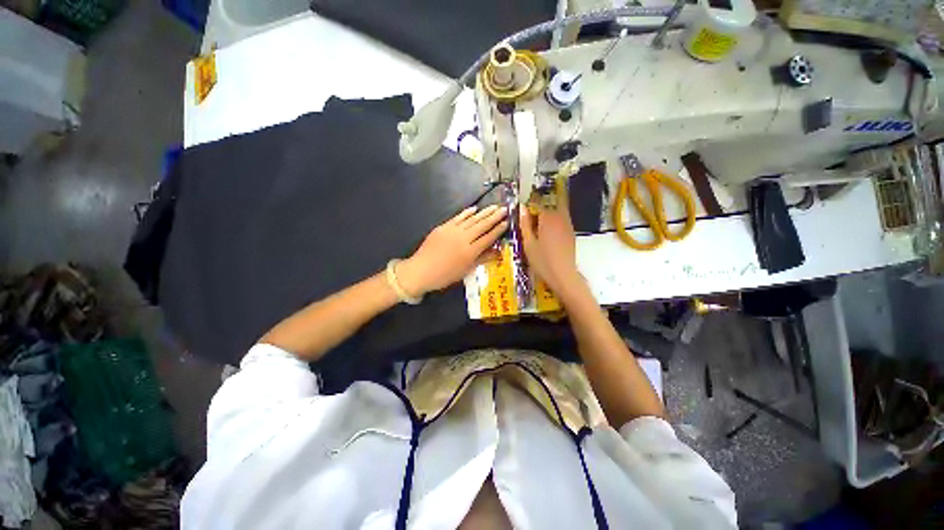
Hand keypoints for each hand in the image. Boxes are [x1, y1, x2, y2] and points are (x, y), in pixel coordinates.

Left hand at [397, 205, 507, 296]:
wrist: (420, 270)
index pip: (488, 238)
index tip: (507, 222)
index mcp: (470, 252)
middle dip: (494, 217)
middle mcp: (463, 238)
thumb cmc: (444, 275)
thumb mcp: (465, 271)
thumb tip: (496, 252)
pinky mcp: (443, 227)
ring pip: (472, 219)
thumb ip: (481, 259)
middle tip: (504, 209)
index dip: (498, 230)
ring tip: (494, 207)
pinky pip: (458, 217)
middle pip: (482, 225)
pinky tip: (474, 208)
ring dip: (484, 212)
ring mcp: (453, 231)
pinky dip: (466, 213)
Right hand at [520, 207, 580, 295]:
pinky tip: (546, 236)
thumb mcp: (528, 243)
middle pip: (549, 205)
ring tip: (537, 229)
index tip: (522, 216)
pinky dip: (553, 223)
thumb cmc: (542, 261)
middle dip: (538, 210)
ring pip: (556, 212)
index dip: (529, 208)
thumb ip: (525, 224)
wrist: (563, 275)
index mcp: (548, 218)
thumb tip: (521, 207)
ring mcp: (567, 224)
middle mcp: (560, 217)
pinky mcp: (571, 233)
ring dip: (546, 216)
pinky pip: (561, 220)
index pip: (538, 203)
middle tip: (529, 224)